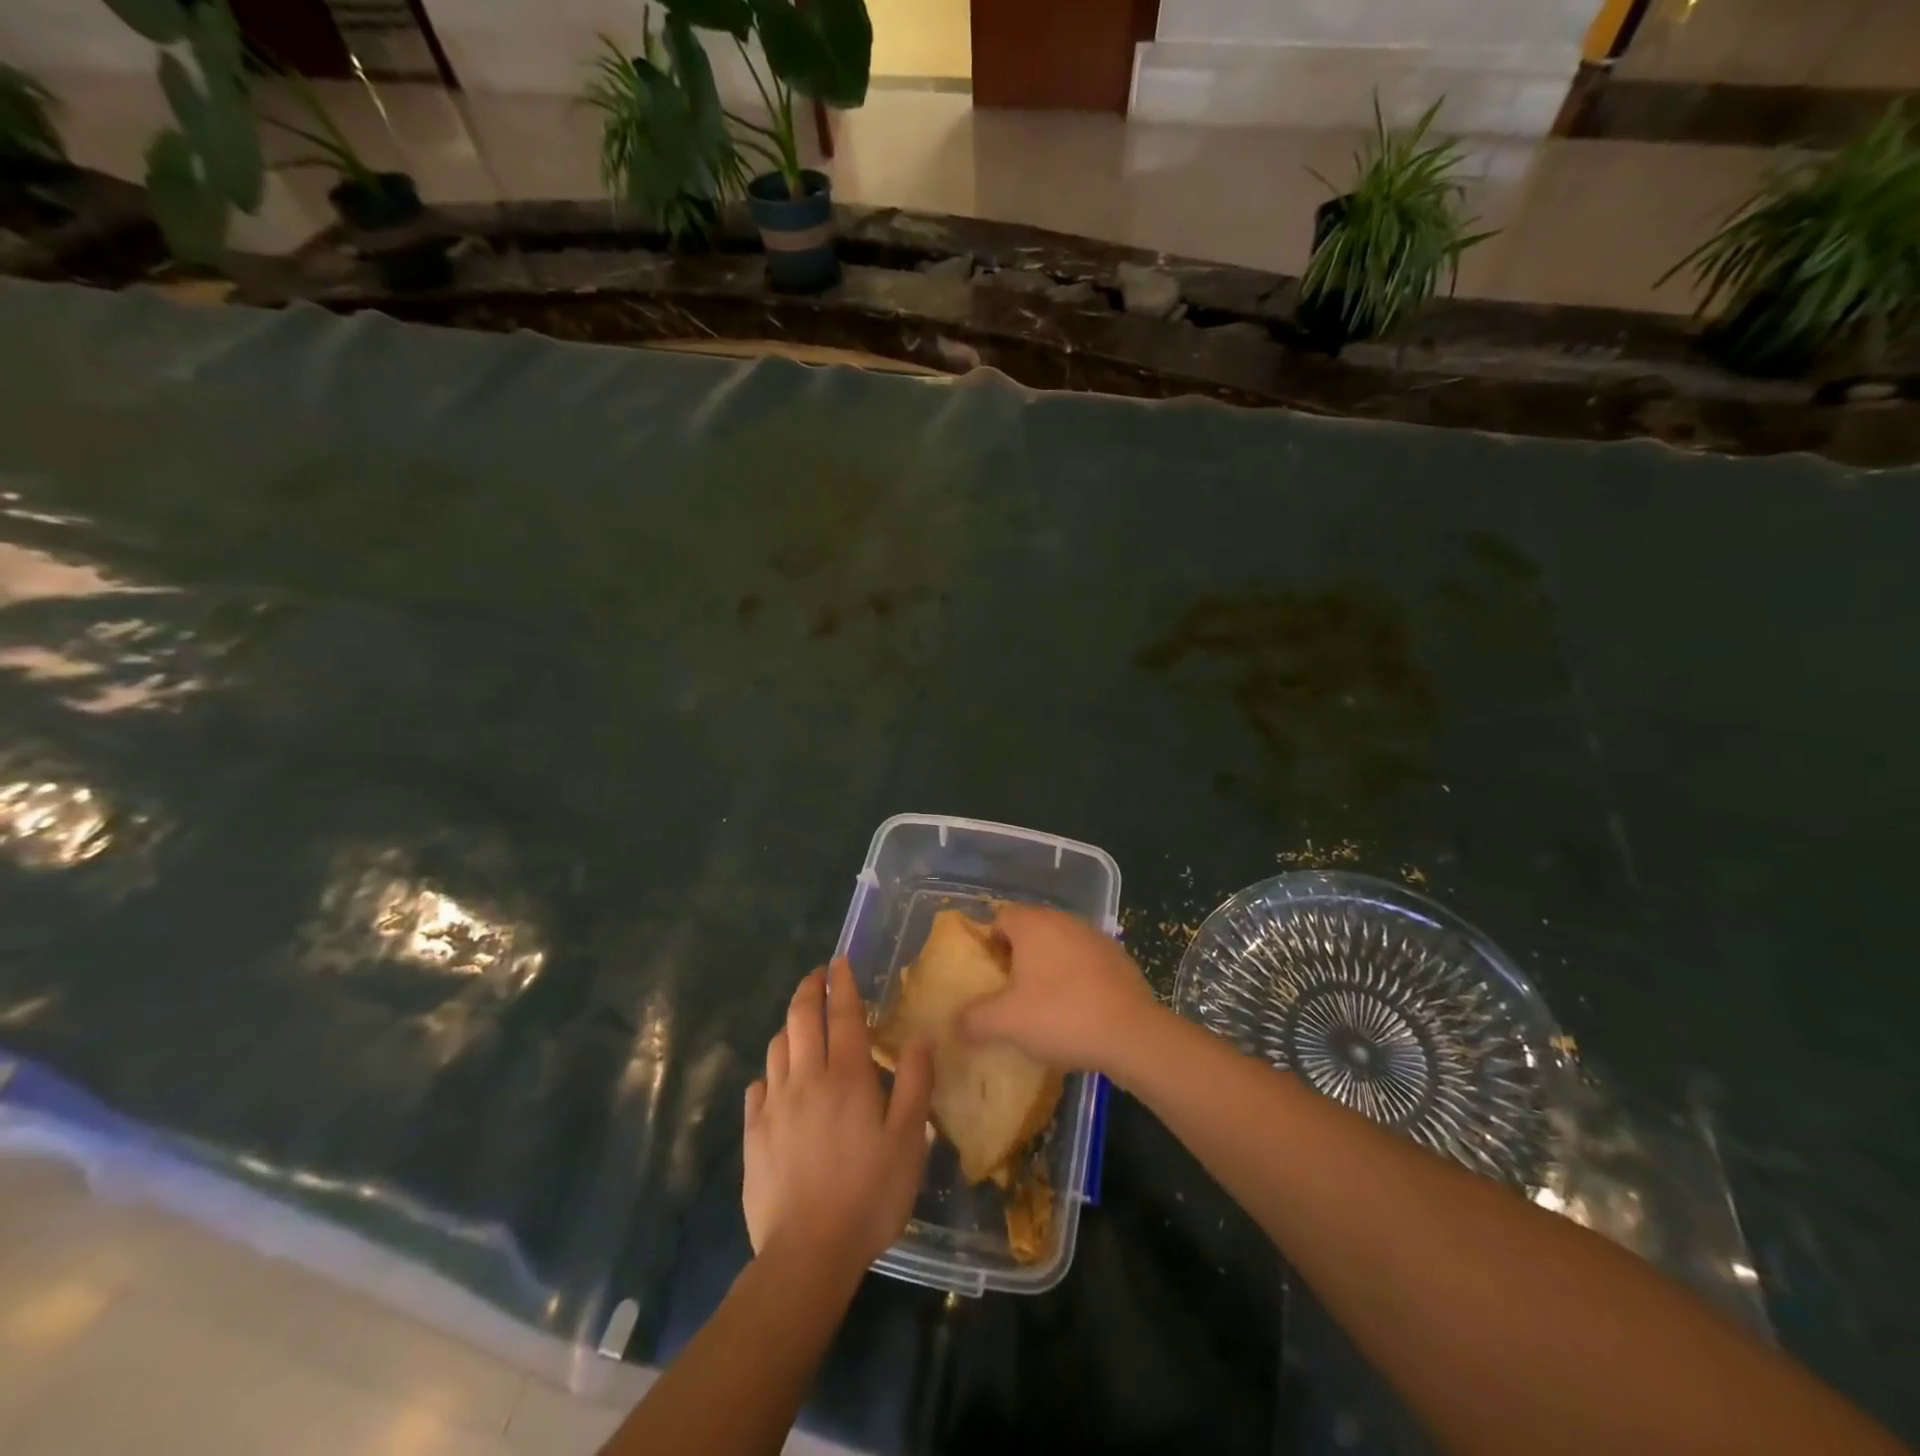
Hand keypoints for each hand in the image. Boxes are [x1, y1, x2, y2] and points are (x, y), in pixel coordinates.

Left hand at [743, 959, 933, 1273]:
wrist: (807, 1254)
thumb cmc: (869, 1195)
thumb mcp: (908, 1141)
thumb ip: (914, 1083)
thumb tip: (919, 1038)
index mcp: (847, 1076)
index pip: (843, 1013)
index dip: (842, 983)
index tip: (840, 961)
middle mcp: (806, 1078)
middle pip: (801, 1018)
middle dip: (809, 989)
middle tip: (817, 976)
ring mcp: (775, 1105)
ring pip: (777, 1047)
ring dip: (790, 1026)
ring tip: (801, 1023)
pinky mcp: (753, 1134)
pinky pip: (757, 1088)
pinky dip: (769, 1072)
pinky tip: (775, 1081)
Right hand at [957, 904, 1160, 1076]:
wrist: (1132, 1034)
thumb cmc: (1060, 1016)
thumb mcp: (1005, 1022)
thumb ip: (973, 1019)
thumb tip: (954, 1024)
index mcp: (1033, 924)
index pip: (1000, 919)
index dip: (989, 945)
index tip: (989, 977)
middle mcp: (1064, 920)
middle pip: (1030, 930)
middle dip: (1018, 957)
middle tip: (1010, 993)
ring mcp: (1095, 936)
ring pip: (1059, 945)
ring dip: (1048, 967)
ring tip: (1043, 1005)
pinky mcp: (1119, 958)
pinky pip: (1085, 962)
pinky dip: (1076, 978)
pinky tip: (1077, 1010)